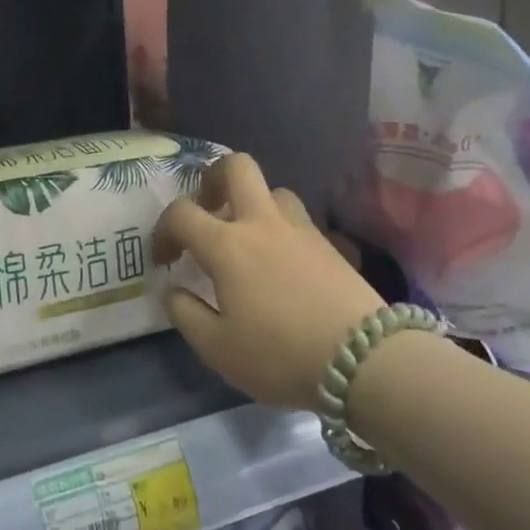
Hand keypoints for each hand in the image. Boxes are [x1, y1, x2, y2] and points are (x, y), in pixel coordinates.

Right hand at [155, 154, 386, 409]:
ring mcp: (302, 230)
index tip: (165, 258)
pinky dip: (283, 231)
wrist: (366, 362)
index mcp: (227, 245)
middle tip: (207, 208)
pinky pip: (300, 222)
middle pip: (236, 167)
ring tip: (248, 238)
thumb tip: (174, 289)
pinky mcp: (332, 246)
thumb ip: (185, 313)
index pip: (181, 213)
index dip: (163, 230)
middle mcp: (262, 224)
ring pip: (274, 191)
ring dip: (254, 204)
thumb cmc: (279, 354)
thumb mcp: (217, 348)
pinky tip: (283, 264)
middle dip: (213, 178)